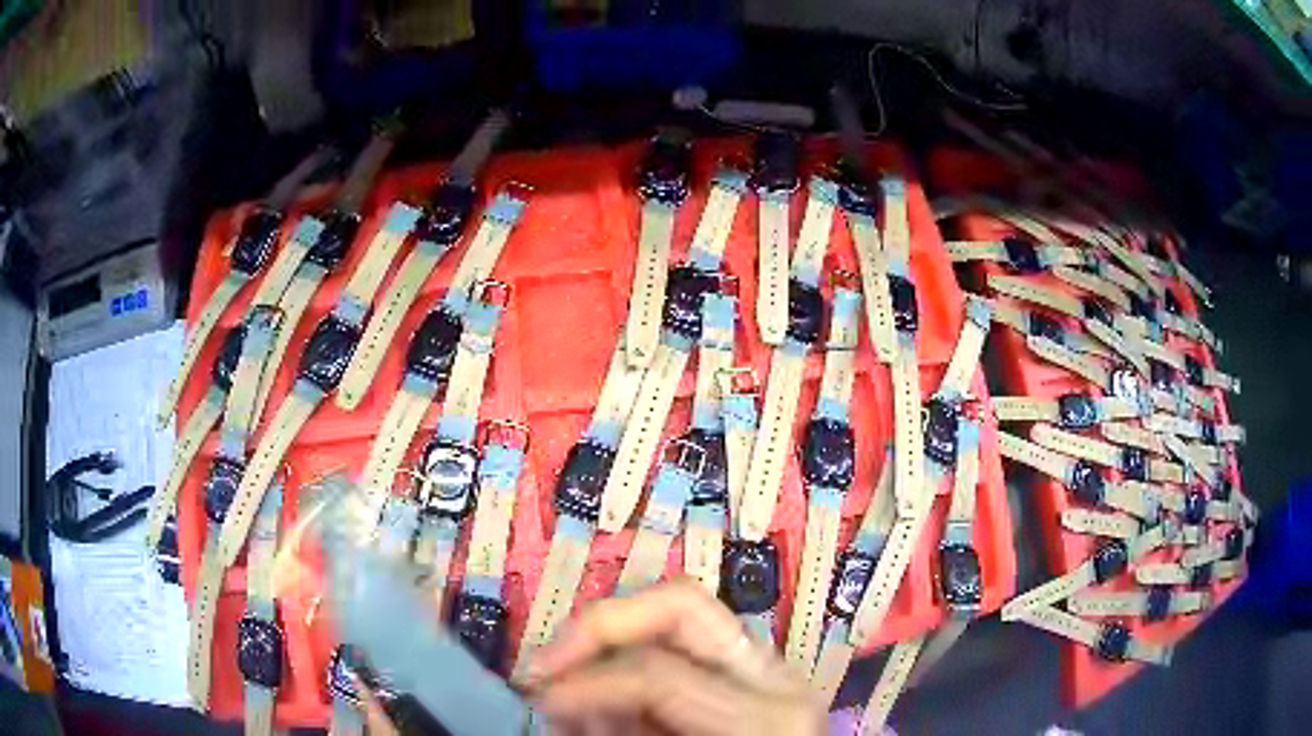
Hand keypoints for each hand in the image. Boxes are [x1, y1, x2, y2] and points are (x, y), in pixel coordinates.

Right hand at [522, 579, 824, 735]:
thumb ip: (617, 734)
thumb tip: (557, 703)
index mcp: (764, 714)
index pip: (655, 673)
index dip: (583, 682)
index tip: (539, 699)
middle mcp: (775, 674)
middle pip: (679, 604)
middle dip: (600, 626)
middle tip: (547, 664)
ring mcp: (772, 668)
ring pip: (680, 617)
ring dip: (610, 645)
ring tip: (570, 689)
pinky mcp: (759, 674)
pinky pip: (686, 649)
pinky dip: (634, 666)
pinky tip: (607, 701)